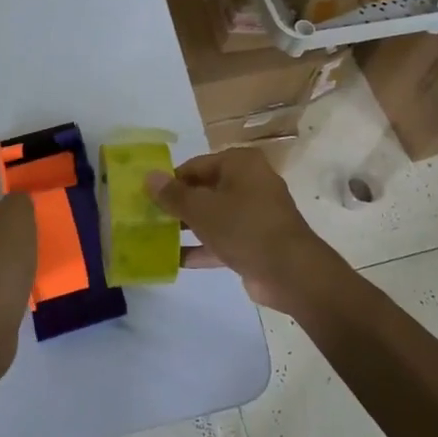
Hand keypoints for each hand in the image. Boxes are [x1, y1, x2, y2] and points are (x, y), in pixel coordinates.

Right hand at [146, 149, 350, 314]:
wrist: (290, 272)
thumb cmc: (244, 227)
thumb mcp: (201, 209)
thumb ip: (173, 194)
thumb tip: (148, 176)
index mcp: (240, 164)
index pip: (195, 166)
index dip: (170, 181)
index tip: (147, 197)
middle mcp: (249, 183)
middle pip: (204, 190)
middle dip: (178, 205)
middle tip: (148, 217)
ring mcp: (254, 214)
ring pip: (213, 216)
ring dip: (187, 227)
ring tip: (155, 237)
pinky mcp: (255, 241)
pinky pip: (222, 239)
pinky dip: (202, 247)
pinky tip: (175, 260)